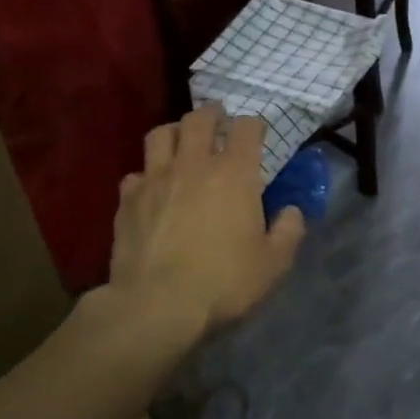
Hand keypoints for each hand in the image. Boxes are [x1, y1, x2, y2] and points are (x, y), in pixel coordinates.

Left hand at [109, 105, 305, 333]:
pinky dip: (146, 174)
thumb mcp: (274, 263)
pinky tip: (152, 188)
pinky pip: (135, 174)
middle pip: (199, 119)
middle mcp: (194, 165)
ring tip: (181, 140)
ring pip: (160, 135)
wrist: (157, 304)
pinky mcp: (127, 200)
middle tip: (218, 119)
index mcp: (235, 173)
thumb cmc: (224, 281)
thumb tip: (291, 211)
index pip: (246, 128)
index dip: (254, 125)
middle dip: (212, 114)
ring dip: (174, 131)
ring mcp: (155, 179)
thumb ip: (289, 231)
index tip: (258, 132)